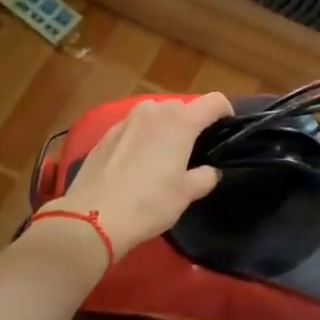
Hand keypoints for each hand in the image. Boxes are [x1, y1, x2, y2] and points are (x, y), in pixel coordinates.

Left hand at [47, 93, 231, 255]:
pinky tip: (137, 163)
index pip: (214, 102)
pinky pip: (134, 127)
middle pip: (183, 107)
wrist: (93, 217)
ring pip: (156, 115)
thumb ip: (204, 177)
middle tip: (193, 151)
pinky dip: (142, 137)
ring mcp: (127, 119)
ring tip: (164, 156)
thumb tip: (209, 171)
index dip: (225, 112)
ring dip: (165, 128)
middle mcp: (154, 111)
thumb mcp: (186, 194)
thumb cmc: (149, 203)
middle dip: (192, 123)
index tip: (226, 130)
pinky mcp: (106, 133)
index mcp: (180, 122)